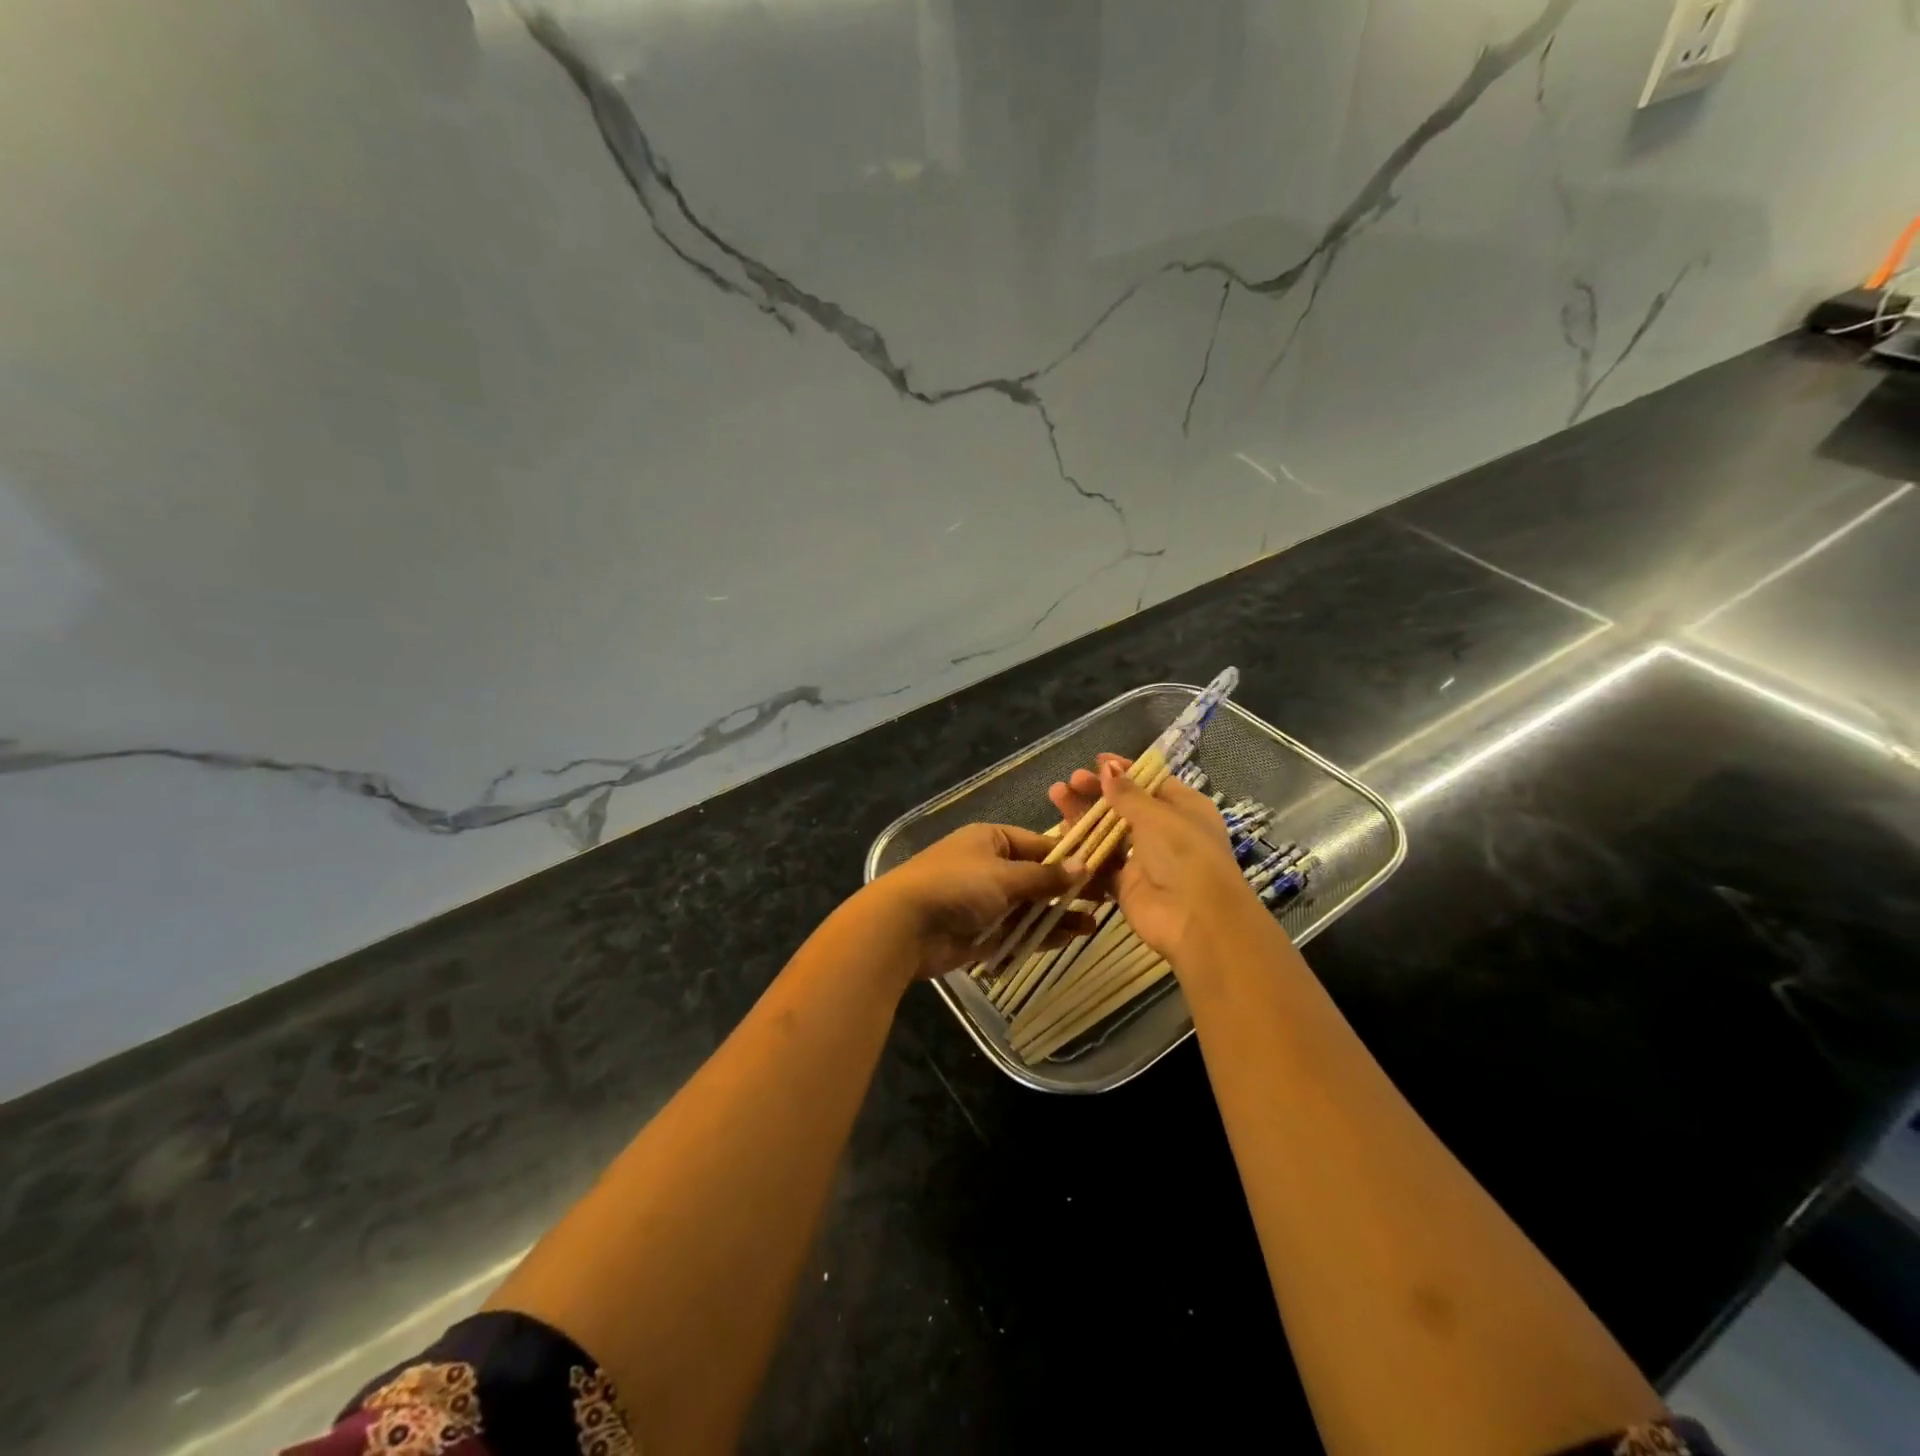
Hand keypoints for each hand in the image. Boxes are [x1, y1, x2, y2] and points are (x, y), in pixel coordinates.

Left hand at [858, 823, 1096, 980]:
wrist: (904, 926)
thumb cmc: (956, 885)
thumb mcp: (1004, 875)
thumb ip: (1044, 876)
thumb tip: (1084, 865)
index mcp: (991, 841)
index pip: (1040, 844)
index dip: (1070, 857)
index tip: (1104, 868)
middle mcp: (989, 867)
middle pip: (1037, 877)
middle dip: (1067, 889)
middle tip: (1106, 899)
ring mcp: (984, 901)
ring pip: (1029, 906)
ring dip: (1058, 915)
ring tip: (1093, 924)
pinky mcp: (981, 932)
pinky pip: (1017, 931)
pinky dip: (1040, 934)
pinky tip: (1068, 938)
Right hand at [1046, 756, 1250, 963]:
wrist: (1196, 920)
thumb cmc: (1184, 854)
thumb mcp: (1157, 816)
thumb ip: (1127, 793)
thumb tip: (1107, 767)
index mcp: (1184, 808)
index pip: (1150, 782)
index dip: (1124, 770)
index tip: (1096, 761)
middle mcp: (1165, 831)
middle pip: (1125, 806)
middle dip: (1097, 791)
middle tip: (1070, 782)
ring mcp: (1144, 859)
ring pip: (1108, 832)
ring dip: (1084, 815)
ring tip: (1056, 796)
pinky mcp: (1125, 884)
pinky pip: (1100, 861)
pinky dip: (1082, 847)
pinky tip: (1061, 831)